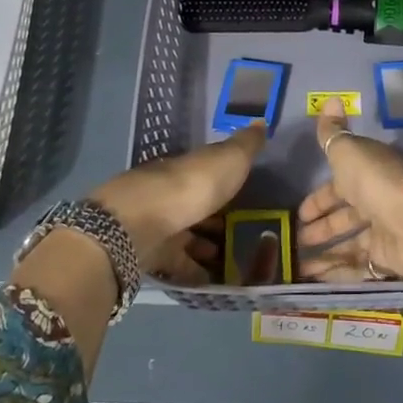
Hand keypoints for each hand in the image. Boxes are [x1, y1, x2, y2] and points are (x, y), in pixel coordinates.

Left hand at [89, 125, 265, 263]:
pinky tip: (214, 281)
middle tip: (247, 233)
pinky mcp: (153, 254)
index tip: (250, 193)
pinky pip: (179, 264)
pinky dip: (195, 271)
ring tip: (234, 260)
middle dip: (218, 216)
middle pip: (198, 204)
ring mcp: (161, 224)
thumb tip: (261, 121)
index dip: (228, 181)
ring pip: (188, 234)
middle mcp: (173, 192)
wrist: (141, 223)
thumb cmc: (192, 185)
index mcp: (190, 167)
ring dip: (207, 245)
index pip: (209, 171)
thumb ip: (246, 145)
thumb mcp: (229, 159)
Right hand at [296, 108, 402, 281]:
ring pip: (348, 243)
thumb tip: (330, 99)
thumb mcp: (349, 152)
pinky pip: (356, 266)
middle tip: (293, 240)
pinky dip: (335, 272)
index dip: (318, 198)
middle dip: (319, 227)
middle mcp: (374, 201)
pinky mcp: (385, 258)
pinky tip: (312, 279)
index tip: (298, 213)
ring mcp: (381, 231)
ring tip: (296, 264)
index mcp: (366, 173)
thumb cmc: (380, 183)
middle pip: (343, 215)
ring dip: (323, 252)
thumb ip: (333, 133)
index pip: (338, 185)